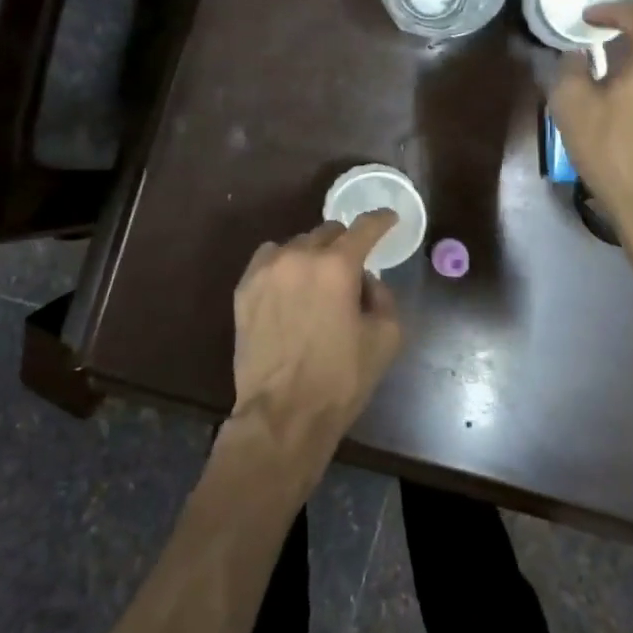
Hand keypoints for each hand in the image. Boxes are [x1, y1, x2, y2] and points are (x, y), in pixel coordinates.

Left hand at [230, 211, 403, 451]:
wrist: (283, 414)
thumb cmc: (341, 379)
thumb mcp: (386, 338)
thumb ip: (383, 296)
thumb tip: (365, 281)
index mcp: (337, 266)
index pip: (364, 228)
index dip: (381, 220)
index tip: (388, 219)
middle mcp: (299, 257)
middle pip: (328, 232)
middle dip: (344, 244)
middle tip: (351, 268)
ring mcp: (267, 270)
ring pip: (297, 244)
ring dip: (312, 255)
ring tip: (317, 282)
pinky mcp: (244, 288)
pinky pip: (269, 259)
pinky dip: (284, 265)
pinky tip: (289, 288)